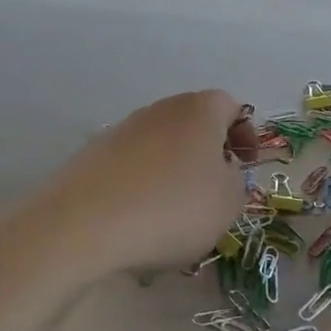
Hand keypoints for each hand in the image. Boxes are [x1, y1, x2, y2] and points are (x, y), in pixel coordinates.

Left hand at [41, 90, 256, 277]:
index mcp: (200, 110)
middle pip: (193, 124)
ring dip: (173, 172)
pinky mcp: (92, 155)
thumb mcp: (228, 202)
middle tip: (214, 191)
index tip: (246, 166)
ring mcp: (122, 130)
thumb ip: (237, 181)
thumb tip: (222, 172)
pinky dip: (142, 187)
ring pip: (161, 147)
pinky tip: (139, 223)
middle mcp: (160, 110)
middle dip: (208, 155)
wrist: (84, 224)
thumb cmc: (173, 208)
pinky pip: (131, 168)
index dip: (245, 135)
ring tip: (175, 215)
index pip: (232, 106)